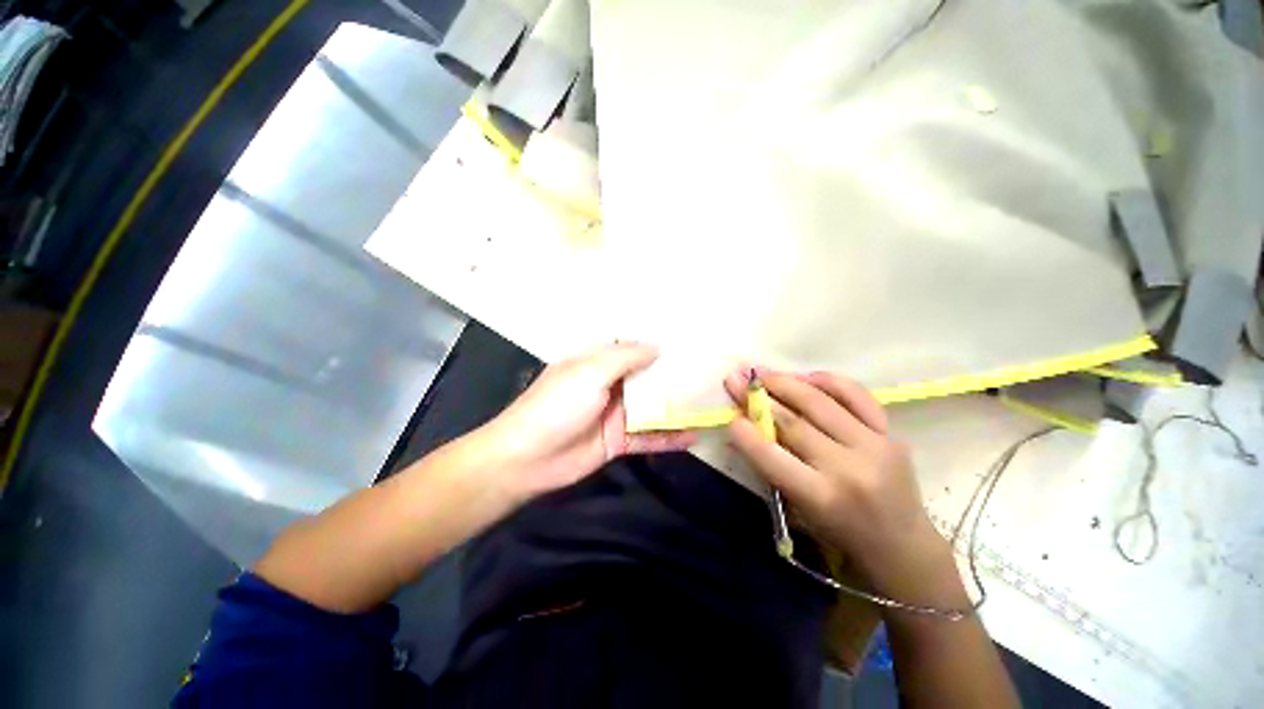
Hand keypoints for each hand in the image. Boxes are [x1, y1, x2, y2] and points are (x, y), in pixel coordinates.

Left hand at [479, 342, 696, 499]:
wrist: (528, 458)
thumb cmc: (558, 405)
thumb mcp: (590, 372)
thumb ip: (625, 358)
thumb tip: (657, 346)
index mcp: (597, 363)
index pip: (631, 349)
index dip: (655, 345)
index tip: (686, 343)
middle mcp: (608, 385)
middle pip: (645, 378)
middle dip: (671, 375)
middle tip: (707, 371)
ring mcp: (614, 414)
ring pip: (650, 407)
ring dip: (675, 406)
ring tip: (708, 402)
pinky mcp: (618, 441)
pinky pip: (647, 436)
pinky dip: (668, 437)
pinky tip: (694, 436)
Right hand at [725, 369, 955, 600]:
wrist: (902, 545)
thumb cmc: (840, 533)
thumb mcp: (798, 509)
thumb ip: (770, 467)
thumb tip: (742, 427)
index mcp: (822, 497)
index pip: (772, 456)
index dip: (746, 433)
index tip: (729, 414)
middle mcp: (849, 468)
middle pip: (793, 422)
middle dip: (757, 397)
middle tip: (736, 379)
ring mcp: (875, 446)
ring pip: (820, 403)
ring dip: (785, 383)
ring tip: (763, 372)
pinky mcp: (892, 433)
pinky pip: (857, 395)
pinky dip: (828, 380)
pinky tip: (805, 376)